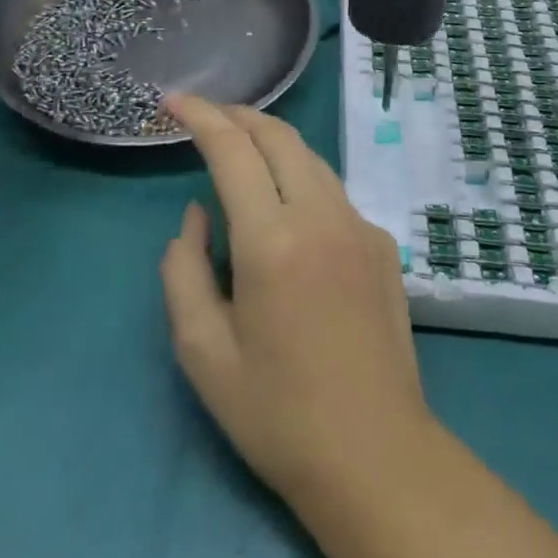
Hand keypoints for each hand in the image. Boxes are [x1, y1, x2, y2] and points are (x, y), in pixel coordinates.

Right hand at [160, 96, 436, 511]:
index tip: (174, 101)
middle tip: (205, 116)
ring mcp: (360, 227)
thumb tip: (196, 215)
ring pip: (311, 157)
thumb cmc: (277, 414)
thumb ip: (184, 269)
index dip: (200, 116)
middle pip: (279, 136)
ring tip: (240, 148)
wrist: (376, 456)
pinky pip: (333, 191)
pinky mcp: (383, 245)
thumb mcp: (201, 352)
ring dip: (271, 141)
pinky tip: (286, 205)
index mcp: (272, 241)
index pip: (233, 150)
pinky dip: (301, 177)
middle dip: (238, 116)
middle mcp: (322, 217)